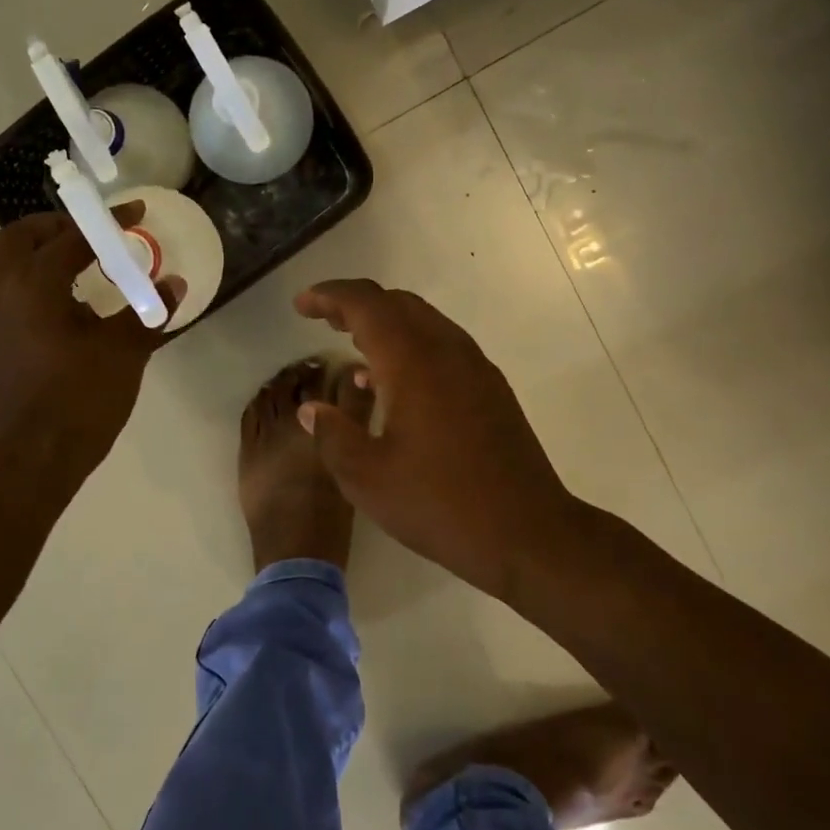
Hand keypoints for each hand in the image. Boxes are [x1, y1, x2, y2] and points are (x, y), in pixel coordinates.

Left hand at [0, 207, 180, 483]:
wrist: (37, 457)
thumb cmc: (83, 397)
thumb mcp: (125, 350)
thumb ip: (148, 311)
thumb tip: (174, 285)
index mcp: (33, 286)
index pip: (70, 237)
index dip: (106, 223)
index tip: (134, 215)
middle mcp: (0, 296)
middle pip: (18, 239)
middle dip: (55, 228)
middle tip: (91, 236)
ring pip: (6, 271)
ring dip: (40, 260)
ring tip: (79, 274)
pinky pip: (6, 304)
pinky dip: (31, 293)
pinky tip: (60, 318)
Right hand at [293, 279, 576, 598]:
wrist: (528, 533)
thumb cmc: (440, 504)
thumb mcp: (367, 478)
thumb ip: (332, 435)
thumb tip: (311, 409)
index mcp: (414, 362)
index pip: (367, 304)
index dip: (330, 296)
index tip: (302, 305)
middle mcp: (448, 351)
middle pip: (397, 303)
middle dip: (356, 304)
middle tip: (324, 319)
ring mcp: (476, 368)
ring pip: (424, 321)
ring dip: (385, 323)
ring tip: (353, 345)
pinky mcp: (491, 389)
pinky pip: (442, 345)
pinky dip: (410, 345)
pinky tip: (393, 384)